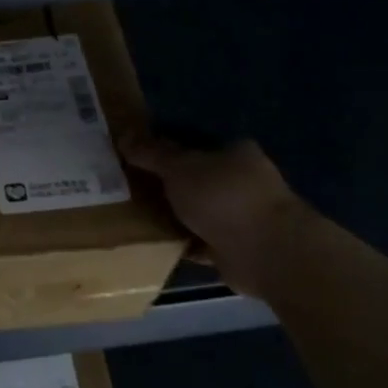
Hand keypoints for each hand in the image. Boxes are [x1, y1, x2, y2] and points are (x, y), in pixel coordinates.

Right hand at [120, 135, 305, 299]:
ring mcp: (241, 217)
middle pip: (196, 180)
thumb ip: (152, 153)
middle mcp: (242, 182)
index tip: (137, 159)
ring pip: (198, 212)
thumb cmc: (223, 198)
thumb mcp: (180, 168)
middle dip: (167, 186)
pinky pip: (200, 242)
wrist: (264, 252)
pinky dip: (182, 243)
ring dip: (175, 216)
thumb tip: (123, 135)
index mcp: (235, 153)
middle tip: (129, 189)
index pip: (196, 146)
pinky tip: (156, 245)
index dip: (166, 151)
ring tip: (135, 218)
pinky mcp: (235, 248)